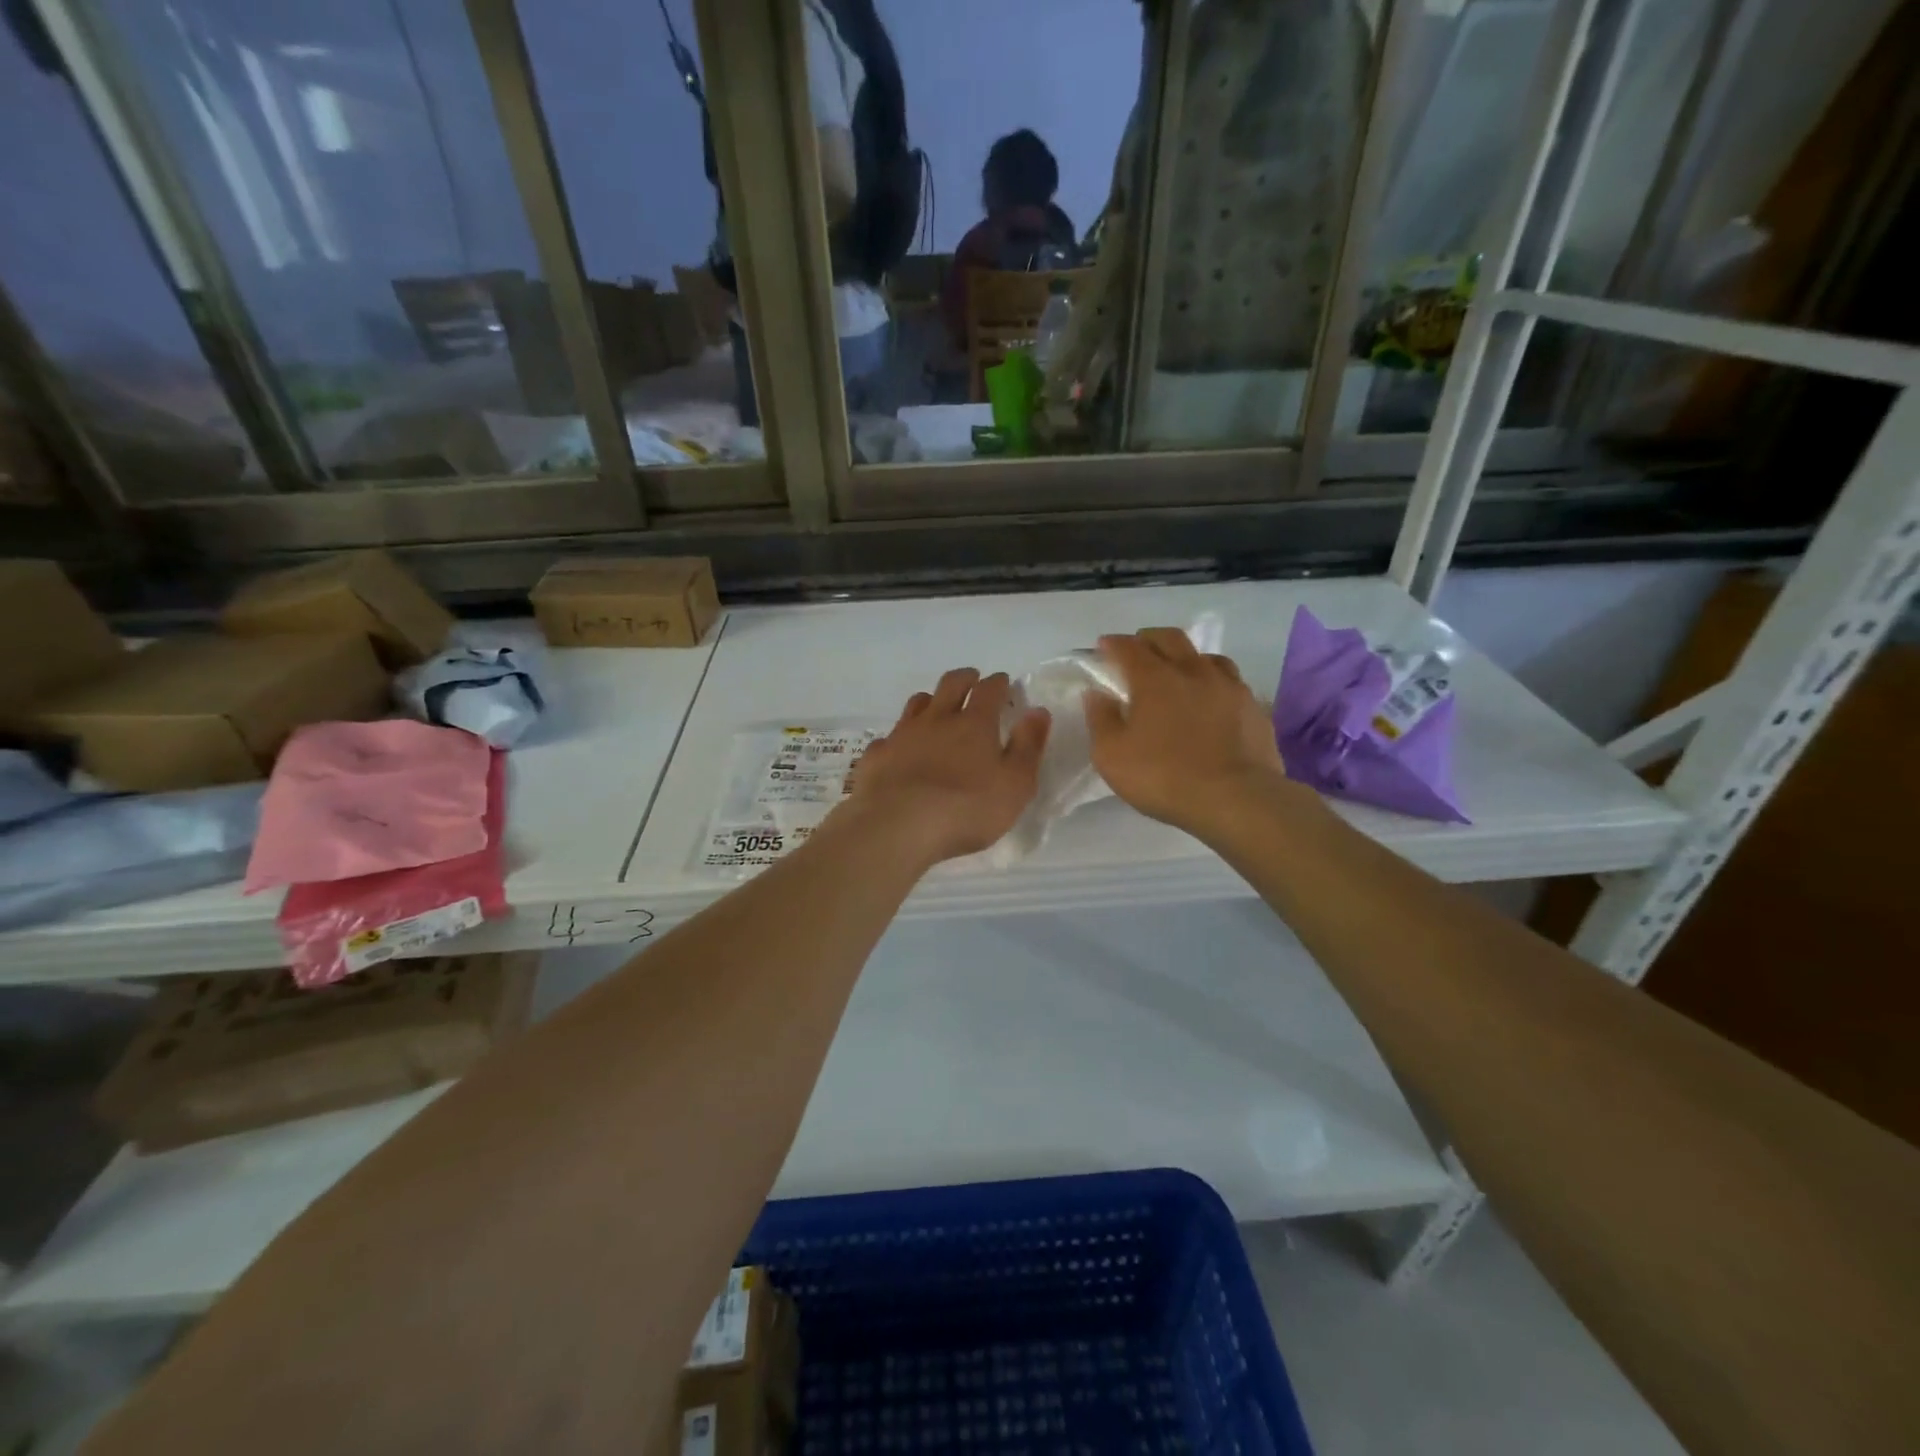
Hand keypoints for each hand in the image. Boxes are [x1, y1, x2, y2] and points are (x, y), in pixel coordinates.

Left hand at [838, 668, 1050, 866]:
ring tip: (936, 708)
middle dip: (964, 678)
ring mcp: (902, 735)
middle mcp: (937, 719)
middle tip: (972, 680)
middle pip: (950, 685)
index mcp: (974, 724)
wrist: (898, 826)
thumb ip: (1028, 746)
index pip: (989, 690)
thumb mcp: (1015, 784)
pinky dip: (899, 739)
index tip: (1003, 682)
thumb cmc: (967, 809)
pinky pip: (889, 738)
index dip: (998, 683)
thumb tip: (1038, 711)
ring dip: (930, 701)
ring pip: (917, 704)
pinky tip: (900, 751)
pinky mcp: (876, 756)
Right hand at [1084, 628, 1287, 835]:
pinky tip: (1213, 698)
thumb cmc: (1164, 777)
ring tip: (1179, 673)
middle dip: (1149, 639)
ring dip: (1187, 657)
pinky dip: (1215, 682)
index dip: (1113, 644)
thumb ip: (1101, 720)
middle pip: (1170, 639)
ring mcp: (1229, 686)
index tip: (1103, 646)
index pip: (1129, 648)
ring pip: (1206, 656)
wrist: (1236, 799)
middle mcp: (1193, 671)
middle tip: (1139, 650)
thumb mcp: (1112, 756)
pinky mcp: (1254, 706)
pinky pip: (1231, 682)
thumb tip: (1097, 694)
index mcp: (1154, 679)